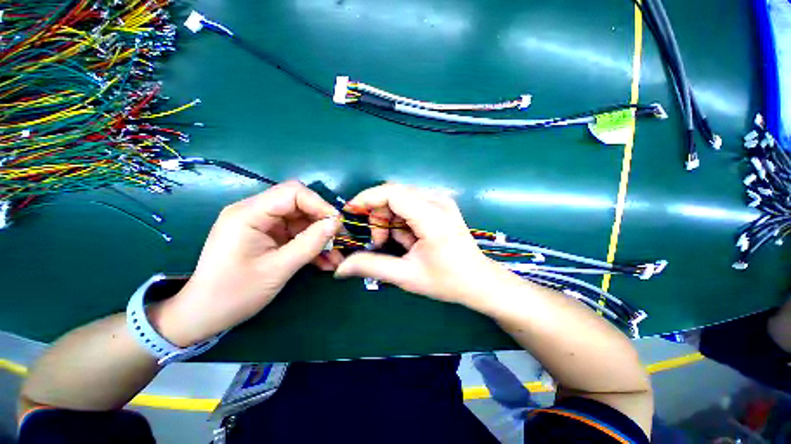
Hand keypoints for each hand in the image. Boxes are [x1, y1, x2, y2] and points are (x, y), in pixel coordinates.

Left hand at [155, 181, 342, 346]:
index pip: (293, 193)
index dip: (319, 204)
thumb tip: (336, 223)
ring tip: (336, 258)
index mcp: (249, 214)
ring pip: (302, 221)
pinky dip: (312, 246)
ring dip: (321, 238)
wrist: (205, 315)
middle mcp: (255, 212)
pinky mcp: (268, 236)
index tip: (337, 224)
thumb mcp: (278, 269)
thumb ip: (310, 243)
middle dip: (323, 222)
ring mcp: (262, 225)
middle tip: (341, 241)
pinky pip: (296, 234)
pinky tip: (325, 262)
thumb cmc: (235, 293)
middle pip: (300, 205)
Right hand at [335, 183, 515, 305]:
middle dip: (379, 216)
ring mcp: (442, 200)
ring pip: (401, 198)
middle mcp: (438, 201)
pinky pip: (411, 203)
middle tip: (380, 242)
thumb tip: (340, 268)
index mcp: (432, 217)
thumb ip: (372, 267)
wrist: (480, 281)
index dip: (367, 199)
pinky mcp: (442, 204)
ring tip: (398, 244)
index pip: (392, 192)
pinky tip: (410, 238)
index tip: (350, 212)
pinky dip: (402, 220)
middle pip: (394, 194)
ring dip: (390, 219)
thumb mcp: (407, 276)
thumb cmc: (447, 281)